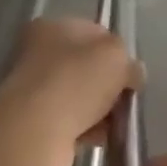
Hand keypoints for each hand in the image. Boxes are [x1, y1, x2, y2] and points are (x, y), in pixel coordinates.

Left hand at [0, 18, 139, 165]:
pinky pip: (71, 122)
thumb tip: (133, 74)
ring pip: (80, 96)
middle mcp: (37, 54)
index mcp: (51, 27)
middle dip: (110, 84)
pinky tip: (99, 138)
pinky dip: (87, 129)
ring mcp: (33, 90)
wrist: (35, 133)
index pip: (94, 32)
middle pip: (87, 67)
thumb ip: (129, 61)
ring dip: (101, 110)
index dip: (117, 51)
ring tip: (115, 123)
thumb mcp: (115, 57)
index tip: (131, 73)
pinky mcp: (34, 123)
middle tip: (125, 99)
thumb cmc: (76, 81)